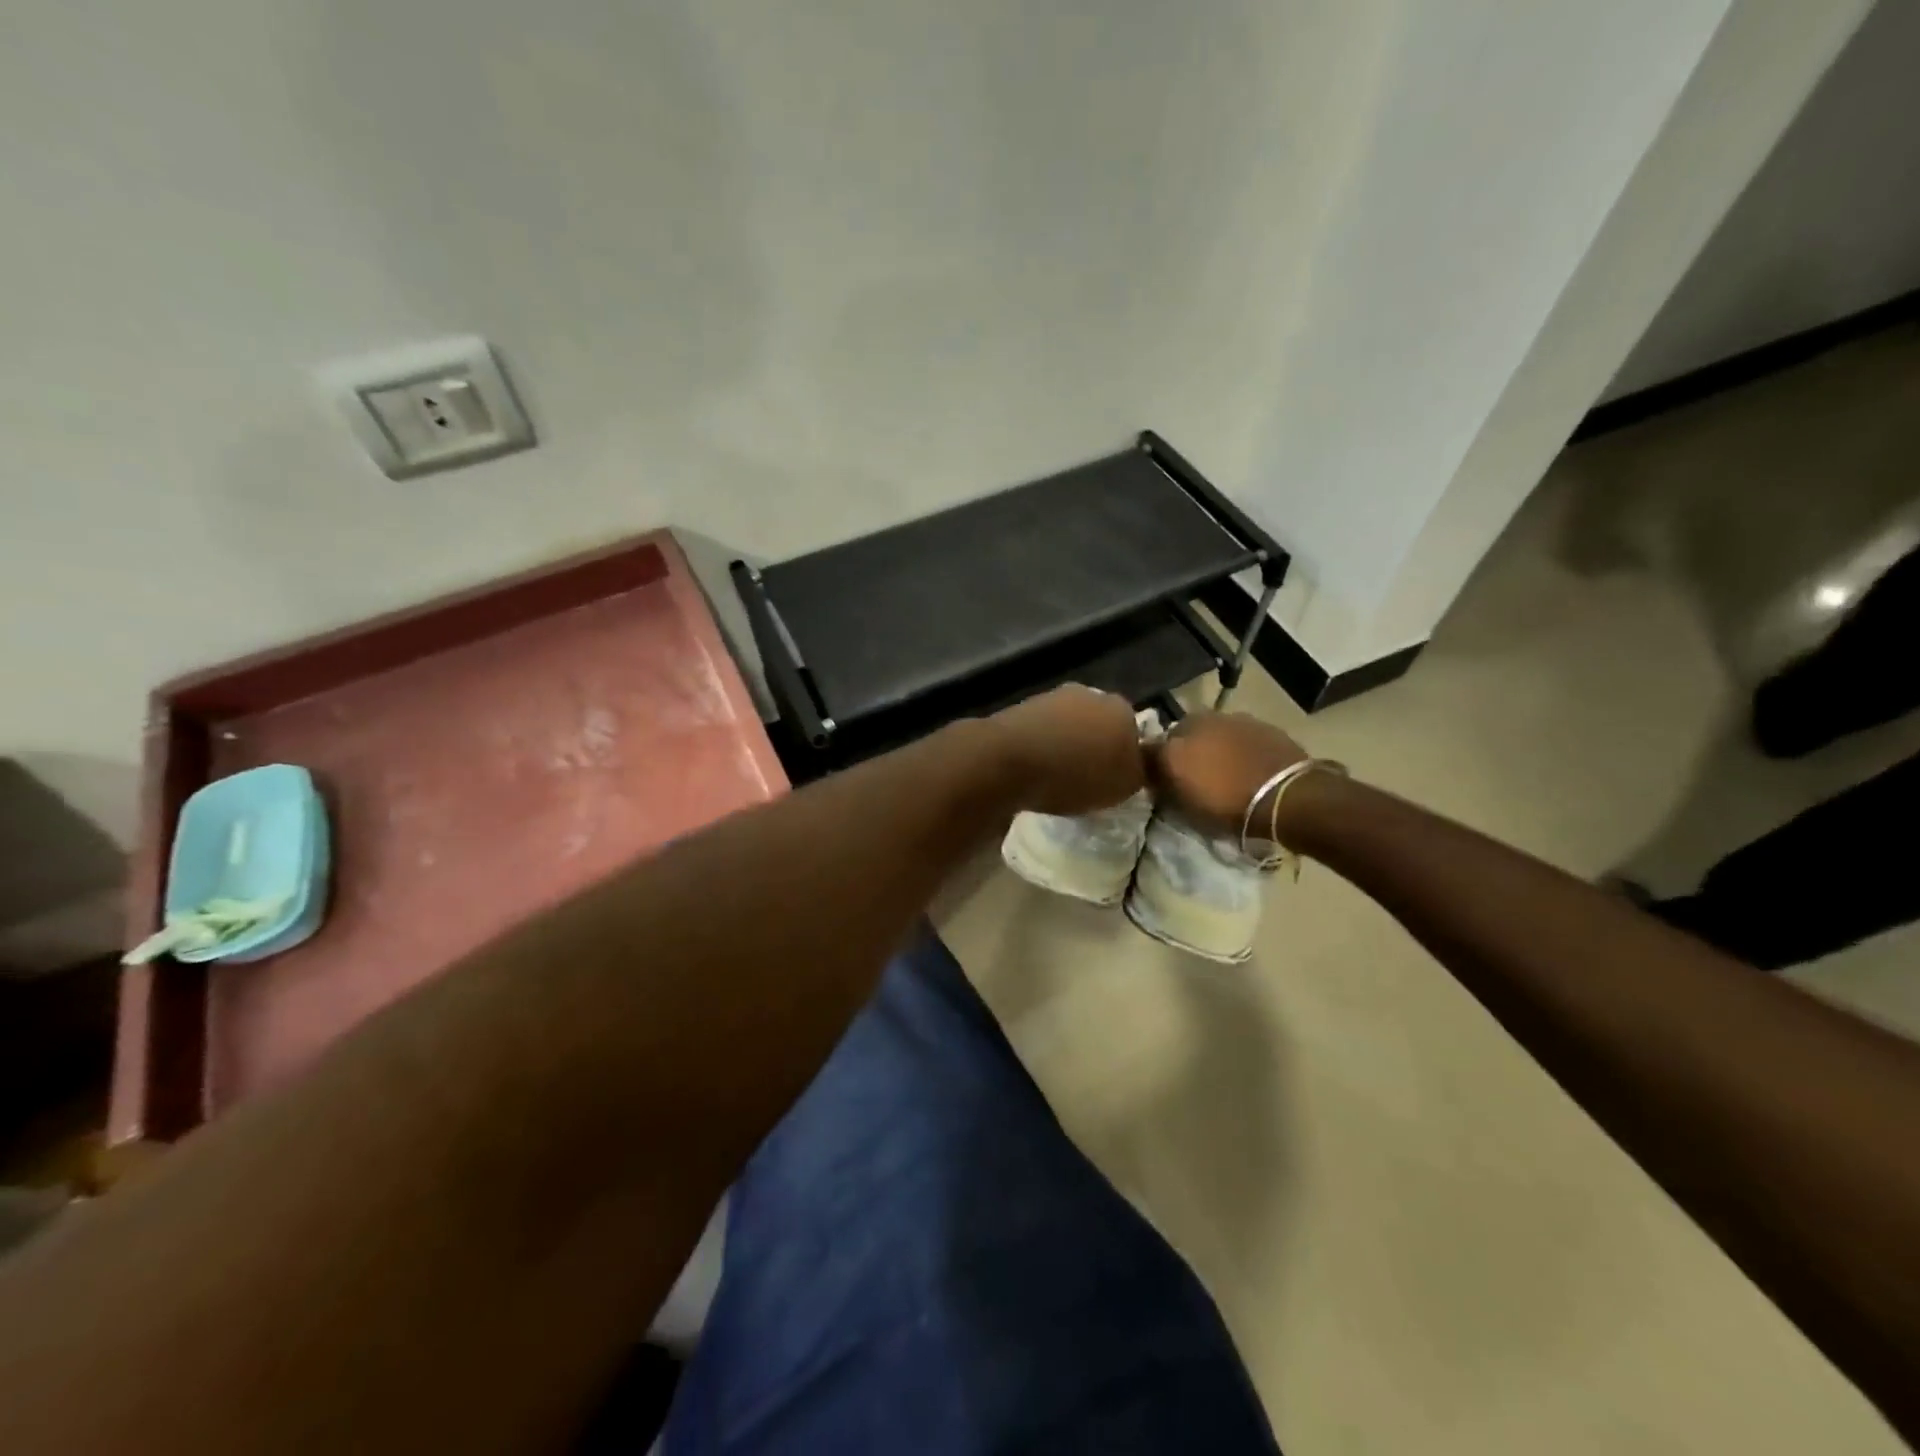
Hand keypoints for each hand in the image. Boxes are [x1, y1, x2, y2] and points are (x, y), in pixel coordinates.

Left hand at [990, 685, 1145, 816]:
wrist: (1008, 760)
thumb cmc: (1075, 774)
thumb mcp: (1124, 786)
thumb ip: (1139, 771)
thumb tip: (1135, 764)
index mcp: (1121, 708)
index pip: (1133, 732)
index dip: (1125, 758)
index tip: (1114, 780)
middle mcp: (1089, 694)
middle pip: (1099, 724)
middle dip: (1095, 747)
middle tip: (1087, 779)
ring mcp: (1051, 697)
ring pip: (1068, 726)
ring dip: (1065, 745)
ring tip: (1056, 777)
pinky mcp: (1020, 708)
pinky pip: (1040, 732)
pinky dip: (1040, 747)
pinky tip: (1034, 768)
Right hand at [1149, 711, 1305, 835]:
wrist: (1288, 797)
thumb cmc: (1227, 802)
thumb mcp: (1181, 800)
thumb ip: (1161, 779)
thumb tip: (1150, 769)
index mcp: (1178, 734)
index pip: (1154, 745)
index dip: (1156, 764)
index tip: (1161, 781)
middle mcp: (1204, 719)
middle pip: (1185, 734)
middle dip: (1186, 750)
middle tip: (1192, 776)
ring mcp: (1238, 721)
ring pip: (1216, 734)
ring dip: (1215, 748)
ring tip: (1224, 772)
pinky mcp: (1267, 729)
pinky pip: (1243, 739)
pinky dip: (1240, 750)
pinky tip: (1247, 768)